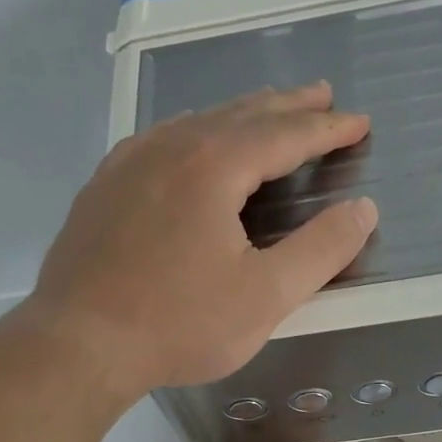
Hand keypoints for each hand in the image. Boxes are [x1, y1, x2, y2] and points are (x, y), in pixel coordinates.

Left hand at [27, 83, 375, 400]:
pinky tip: (190, 145)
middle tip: (321, 95)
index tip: (359, 122)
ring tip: (266, 113)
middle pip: (240, 115)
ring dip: (239, 115)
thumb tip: (364, 209)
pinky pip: (158, 142)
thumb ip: (322, 250)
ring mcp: (128, 165)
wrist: (78, 345)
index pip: (285, 134)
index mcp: (212, 165)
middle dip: (287, 105)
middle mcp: (169, 148)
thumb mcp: (266, 296)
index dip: (327, 128)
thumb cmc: (179, 324)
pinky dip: (193, 134)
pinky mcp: (102, 189)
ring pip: (195, 123)